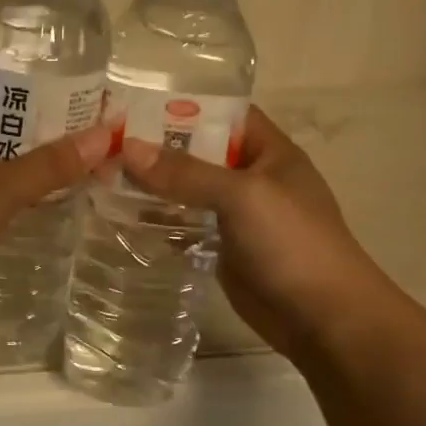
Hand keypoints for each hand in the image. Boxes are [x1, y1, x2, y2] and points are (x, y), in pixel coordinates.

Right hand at [120, 107, 388, 352]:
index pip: (224, 115)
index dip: (184, 107)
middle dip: (158, 148)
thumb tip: (128, 149)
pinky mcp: (223, 248)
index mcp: (270, 152)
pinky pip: (186, 225)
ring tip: (102, 177)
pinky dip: (159, 220)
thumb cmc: (292, 244)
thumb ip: (186, 173)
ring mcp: (237, 216)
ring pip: (188, 191)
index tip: (134, 106)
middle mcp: (252, 178)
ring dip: (153, 186)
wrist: (323, 319)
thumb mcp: (242, 196)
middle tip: (104, 144)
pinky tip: (122, 217)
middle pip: (199, 153)